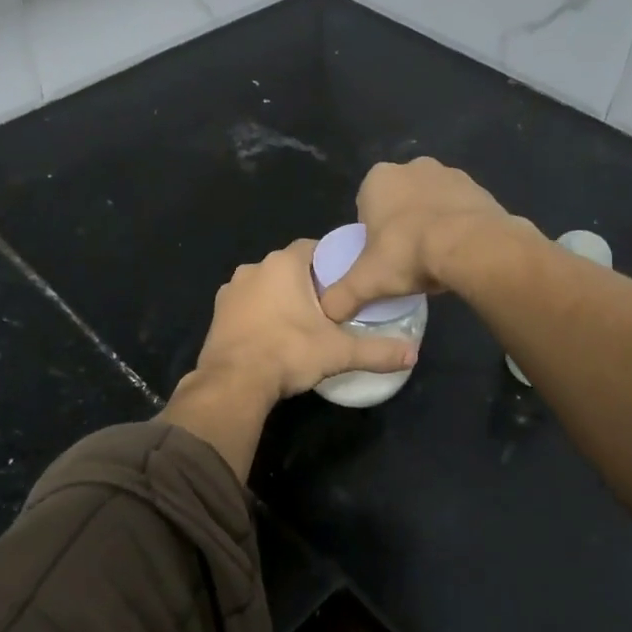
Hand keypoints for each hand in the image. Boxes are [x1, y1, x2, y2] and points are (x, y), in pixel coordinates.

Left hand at [194, 239, 418, 401]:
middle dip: (307, 283)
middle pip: (289, 267)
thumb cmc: (288, 353)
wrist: (234, 382)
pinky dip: (260, 314)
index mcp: (283, 264)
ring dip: (281, 298)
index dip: (331, 261)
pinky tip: (273, 336)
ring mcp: (231, 291)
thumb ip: (377, 350)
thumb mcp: (339, 352)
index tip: (345, 281)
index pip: (313, 248)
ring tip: (302, 323)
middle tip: (329, 306)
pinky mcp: (218, 313)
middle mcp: (254, 268)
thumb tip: (413, 354)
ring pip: (265, 286)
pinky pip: (246, 306)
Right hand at [319, 158, 519, 322]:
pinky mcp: (479, 187)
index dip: (372, 233)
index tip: (381, 258)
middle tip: (407, 259)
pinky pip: (460, 209)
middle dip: (402, 224)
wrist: (471, 247)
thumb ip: (341, 296)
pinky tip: (459, 252)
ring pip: (431, 203)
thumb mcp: (366, 281)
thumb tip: (328, 312)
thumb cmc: (408, 253)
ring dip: (431, 223)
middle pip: (400, 202)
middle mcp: (413, 167)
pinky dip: (458, 226)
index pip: (366, 206)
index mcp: (379, 178)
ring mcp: (450, 173)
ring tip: (435, 259)